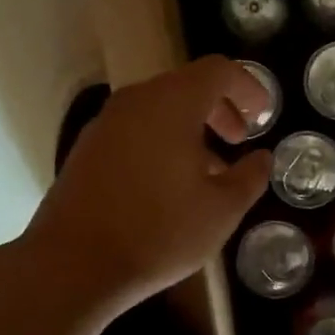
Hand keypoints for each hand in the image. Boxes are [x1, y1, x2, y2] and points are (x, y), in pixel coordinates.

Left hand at [24, 58, 273, 312]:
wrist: (71, 265)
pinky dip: (161, 141)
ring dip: (190, 128)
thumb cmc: (158, 231)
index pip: (218, 70)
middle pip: (186, 85)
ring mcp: (106, 123)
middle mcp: (136, 101)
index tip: (263, 116)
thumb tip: (262, 158)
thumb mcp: (221, 210)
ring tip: (208, 170)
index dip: (248, 87)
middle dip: (219, 108)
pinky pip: (135, 129)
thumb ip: (249, 177)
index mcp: (172, 103)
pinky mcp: (87, 148)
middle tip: (238, 139)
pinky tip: (169, 185)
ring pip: (159, 109)